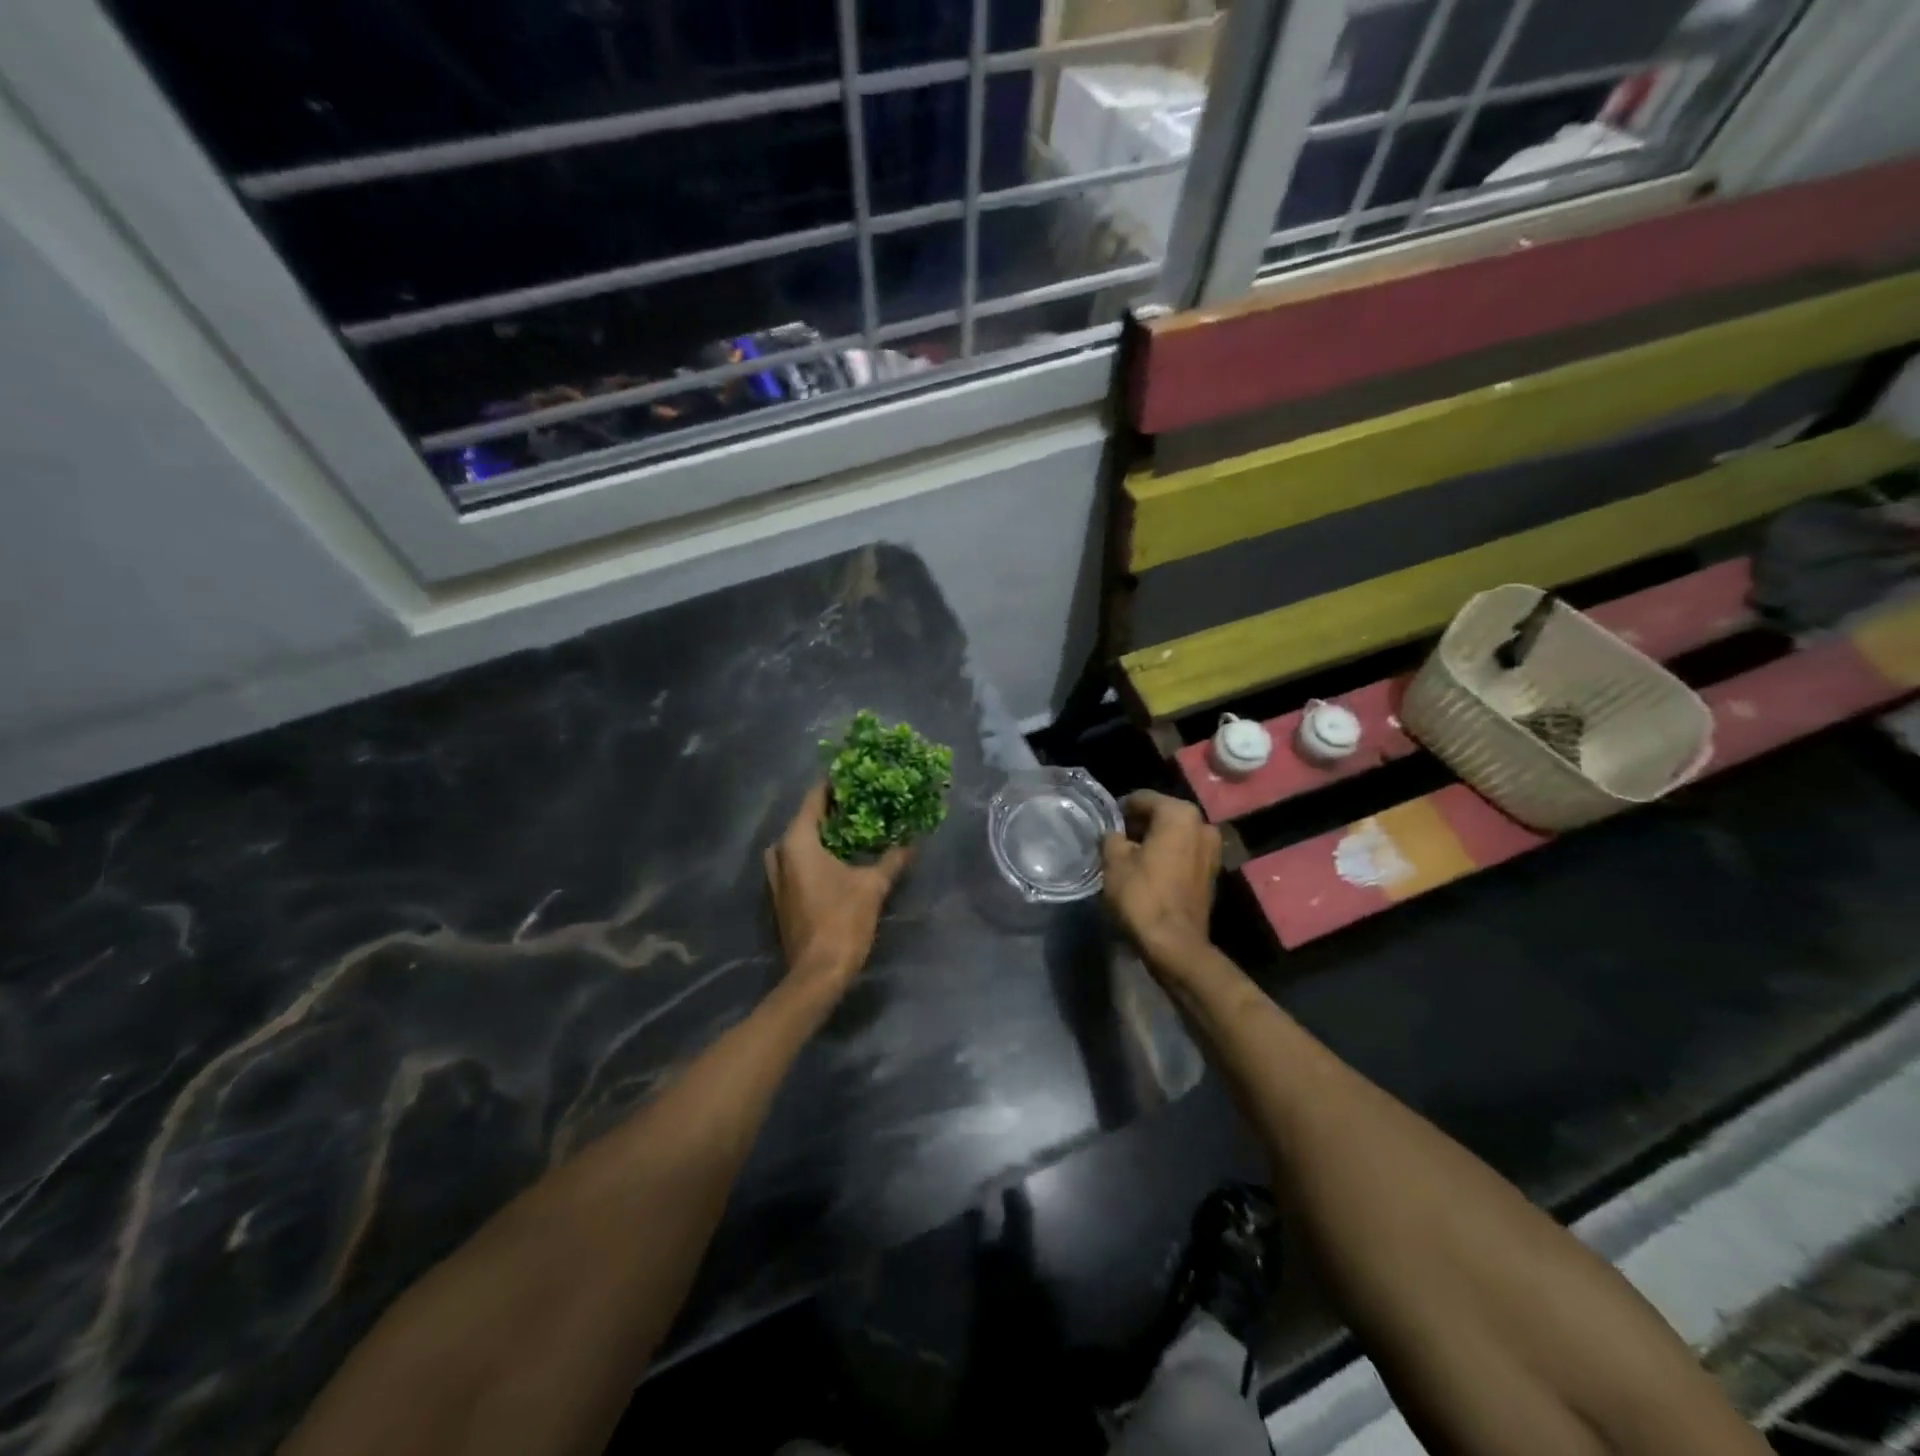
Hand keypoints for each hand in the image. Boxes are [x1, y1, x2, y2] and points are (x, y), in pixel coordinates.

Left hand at [764, 783, 913, 994]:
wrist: (817, 973)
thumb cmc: (842, 920)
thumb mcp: (873, 885)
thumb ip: (892, 859)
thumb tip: (913, 840)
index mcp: (798, 842)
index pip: (814, 798)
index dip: (835, 783)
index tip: (858, 773)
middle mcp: (781, 853)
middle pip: (805, 818)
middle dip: (832, 809)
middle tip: (861, 801)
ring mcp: (778, 876)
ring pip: (800, 841)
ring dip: (823, 832)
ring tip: (853, 827)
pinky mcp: (783, 895)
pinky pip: (798, 860)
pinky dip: (817, 852)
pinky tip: (842, 856)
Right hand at [1100, 790, 1219, 962]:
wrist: (1174, 943)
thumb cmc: (1142, 895)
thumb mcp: (1114, 861)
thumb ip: (1112, 837)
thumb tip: (1115, 835)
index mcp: (1179, 814)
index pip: (1142, 798)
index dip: (1120, 810)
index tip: (1105, 826)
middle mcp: (1202, 824)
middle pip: (1161, 815)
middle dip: (1138, 825)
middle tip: (1115, 842)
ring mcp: (1212, 849)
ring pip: (1174, 835)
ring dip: (1153, 842)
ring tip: (1130, 858)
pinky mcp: (1212, 872)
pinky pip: (1183, 853)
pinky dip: (1167, 857)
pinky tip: (1148, 872)